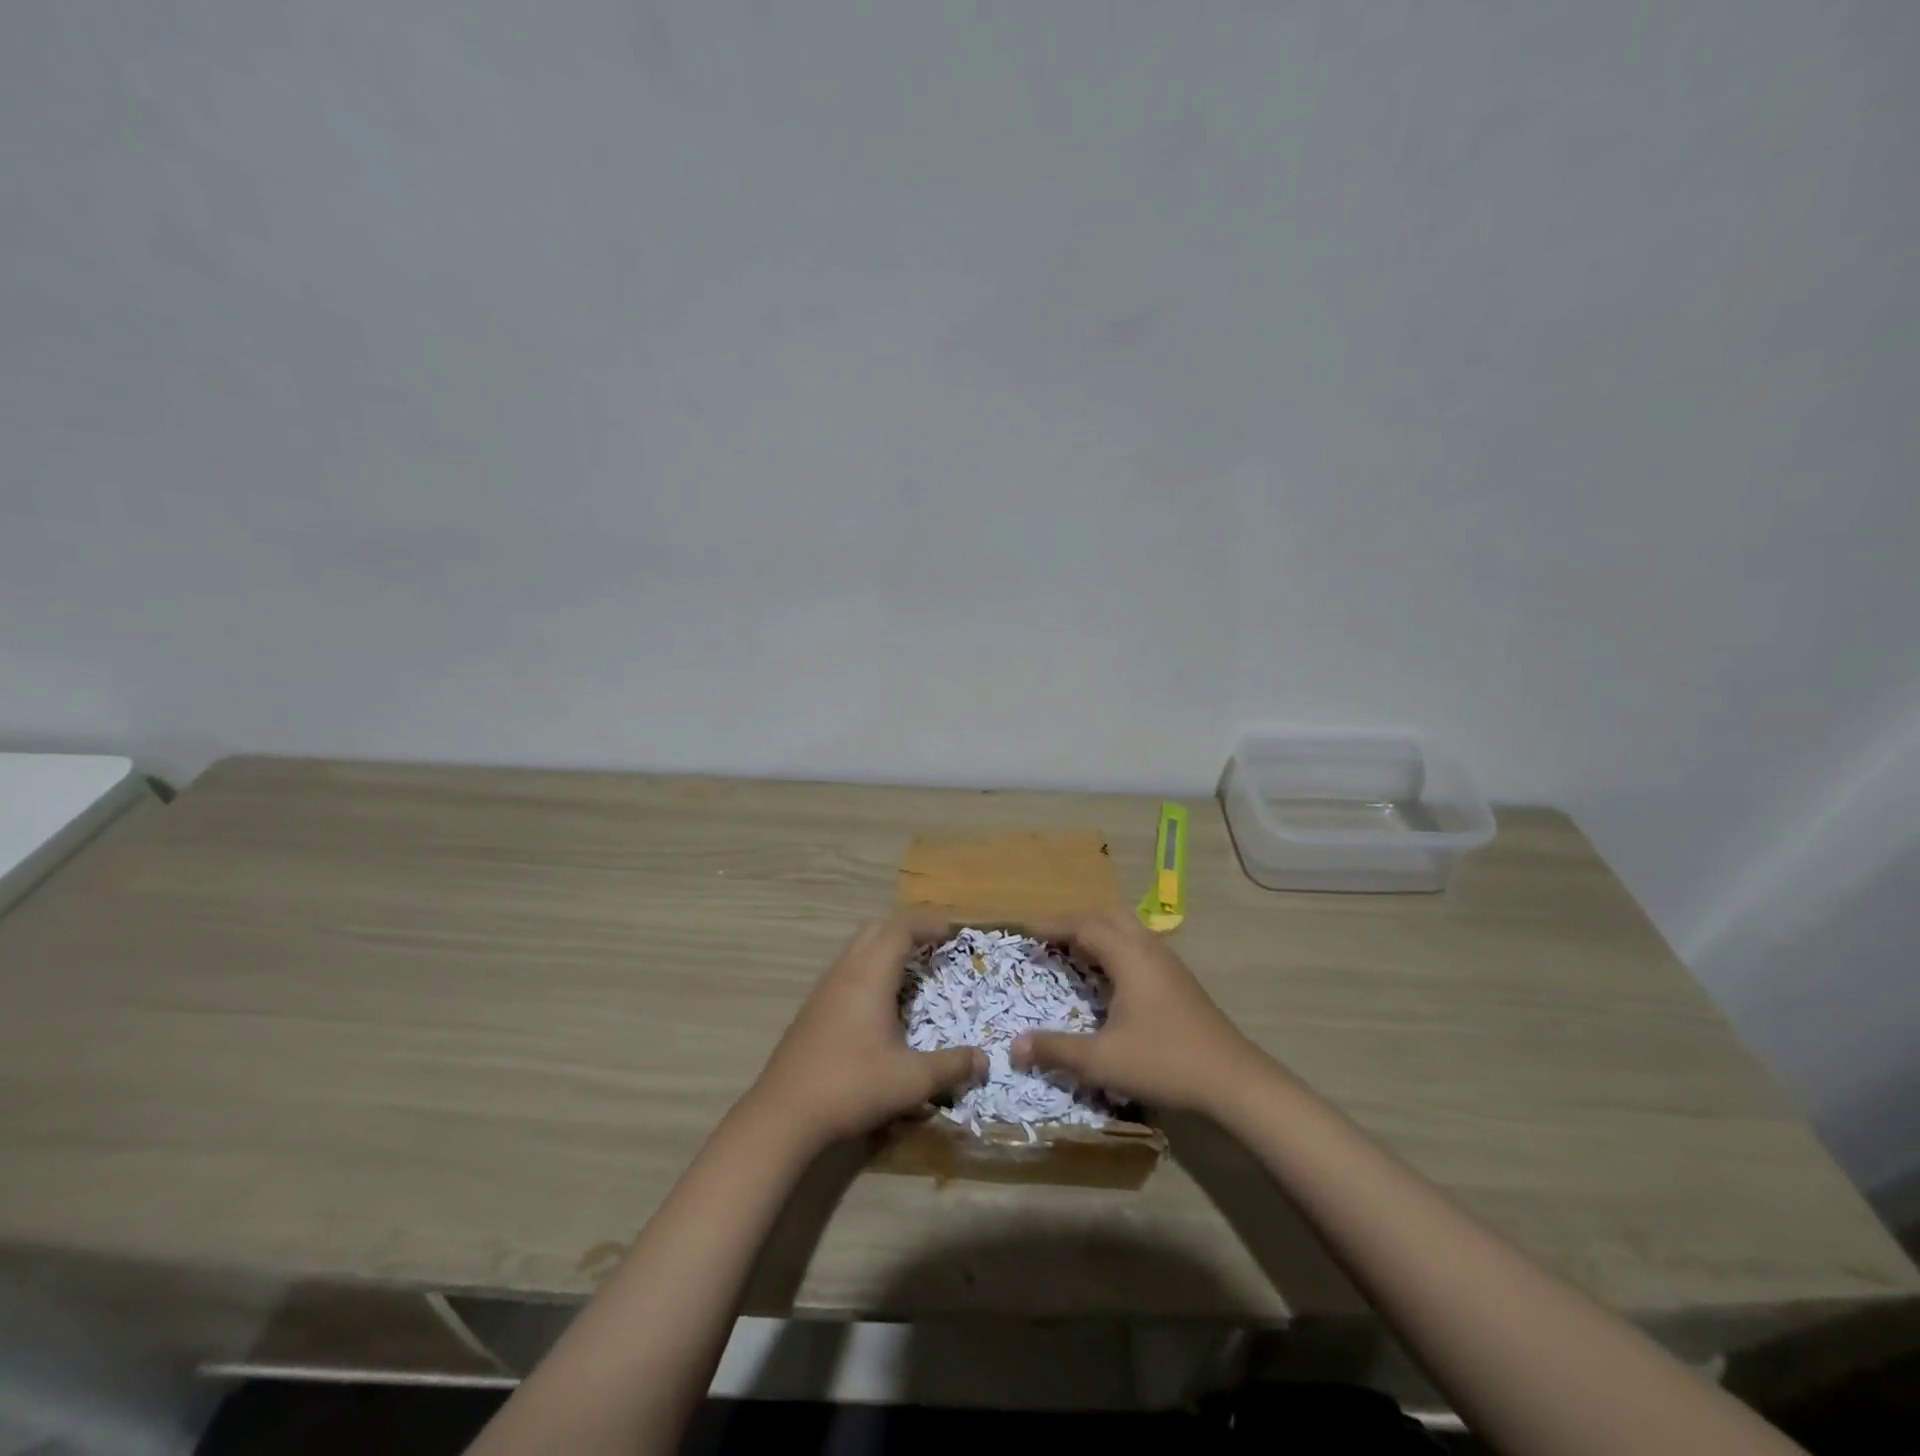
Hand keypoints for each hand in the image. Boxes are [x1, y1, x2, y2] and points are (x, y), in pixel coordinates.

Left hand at [747, 914, 986, 1146]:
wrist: (783, 1115)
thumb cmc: (851, 1086)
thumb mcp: (911, 1081)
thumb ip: (951, 1066)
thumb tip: (984, 1060)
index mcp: (869, 976)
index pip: (900, 929)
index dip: (928, 924)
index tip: (953, 931)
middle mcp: (845, 973)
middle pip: (876, 929)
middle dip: (907, 929)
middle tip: (934, 945)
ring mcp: (824, 990)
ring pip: (857, 948)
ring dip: (885, 948)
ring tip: (911, 971)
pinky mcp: (812, 1010)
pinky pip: (846, 970)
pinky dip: (869, 969)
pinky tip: (879, 1004)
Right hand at [1011, 908, 1270, 1113]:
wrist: (1233, 1080)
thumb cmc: (1164, 1062)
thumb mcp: (1102, 1061)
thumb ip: (1056, 1050)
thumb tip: (1013, 1046)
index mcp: (1129, 957)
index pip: (1084, 926)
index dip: (1053, 926)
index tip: (1027, 932)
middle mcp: (1149, 949)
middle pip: (1107, 917)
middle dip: (1075, 922)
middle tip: (1048, 939)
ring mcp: (1168, 963)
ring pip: (1127, 929)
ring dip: (1098, 933)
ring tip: (1074, 953)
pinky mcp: (1179, 980)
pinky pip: (1139, 946)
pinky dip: (1115, 948)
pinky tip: (1110, 977)